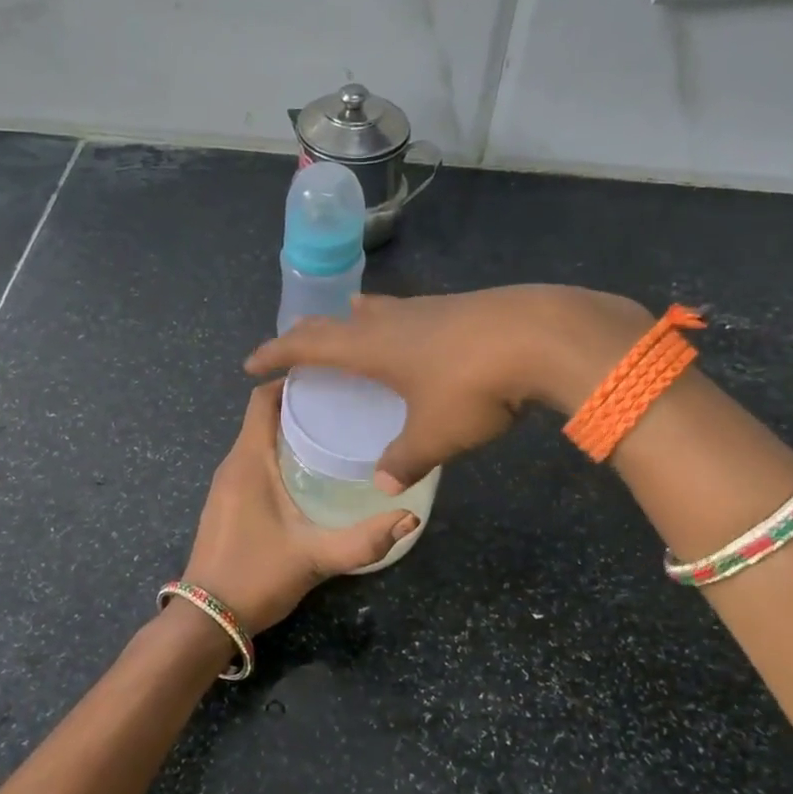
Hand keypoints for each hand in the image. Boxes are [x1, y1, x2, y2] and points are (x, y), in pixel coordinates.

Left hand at [179, 381, 418, 634]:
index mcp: (247, 462)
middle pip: (263, 417)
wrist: (206, 620)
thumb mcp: (315, 557)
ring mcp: (225, 485)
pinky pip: (252, 462)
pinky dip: (278, 455)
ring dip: (289, 432)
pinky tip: (309, 472)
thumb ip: (364, 541)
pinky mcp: (226, 503)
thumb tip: (410, 518)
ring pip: (257, 441)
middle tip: (345, 408)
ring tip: (334, 434)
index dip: (291, 382)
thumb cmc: (256, 577)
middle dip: (300, 406)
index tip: (331, 379)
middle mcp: (232, 465)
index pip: (261, 399)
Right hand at [245, 285, 652, 489]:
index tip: (251, 364)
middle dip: (310, 334)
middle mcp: (391, 320)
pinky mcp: (461, 308)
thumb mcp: (435, 434)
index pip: (307, 344)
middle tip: (296, 346)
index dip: (276, 353)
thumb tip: (383, 485)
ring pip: (378, 311)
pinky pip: (411, 314)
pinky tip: (415, 336)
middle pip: (337, 322)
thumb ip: (404, 460)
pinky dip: (395, 323)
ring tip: (350, 326)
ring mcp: (428, 308)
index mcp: (371, 347)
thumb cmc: (472, 385)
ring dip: (356, 321)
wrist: (541, 334)